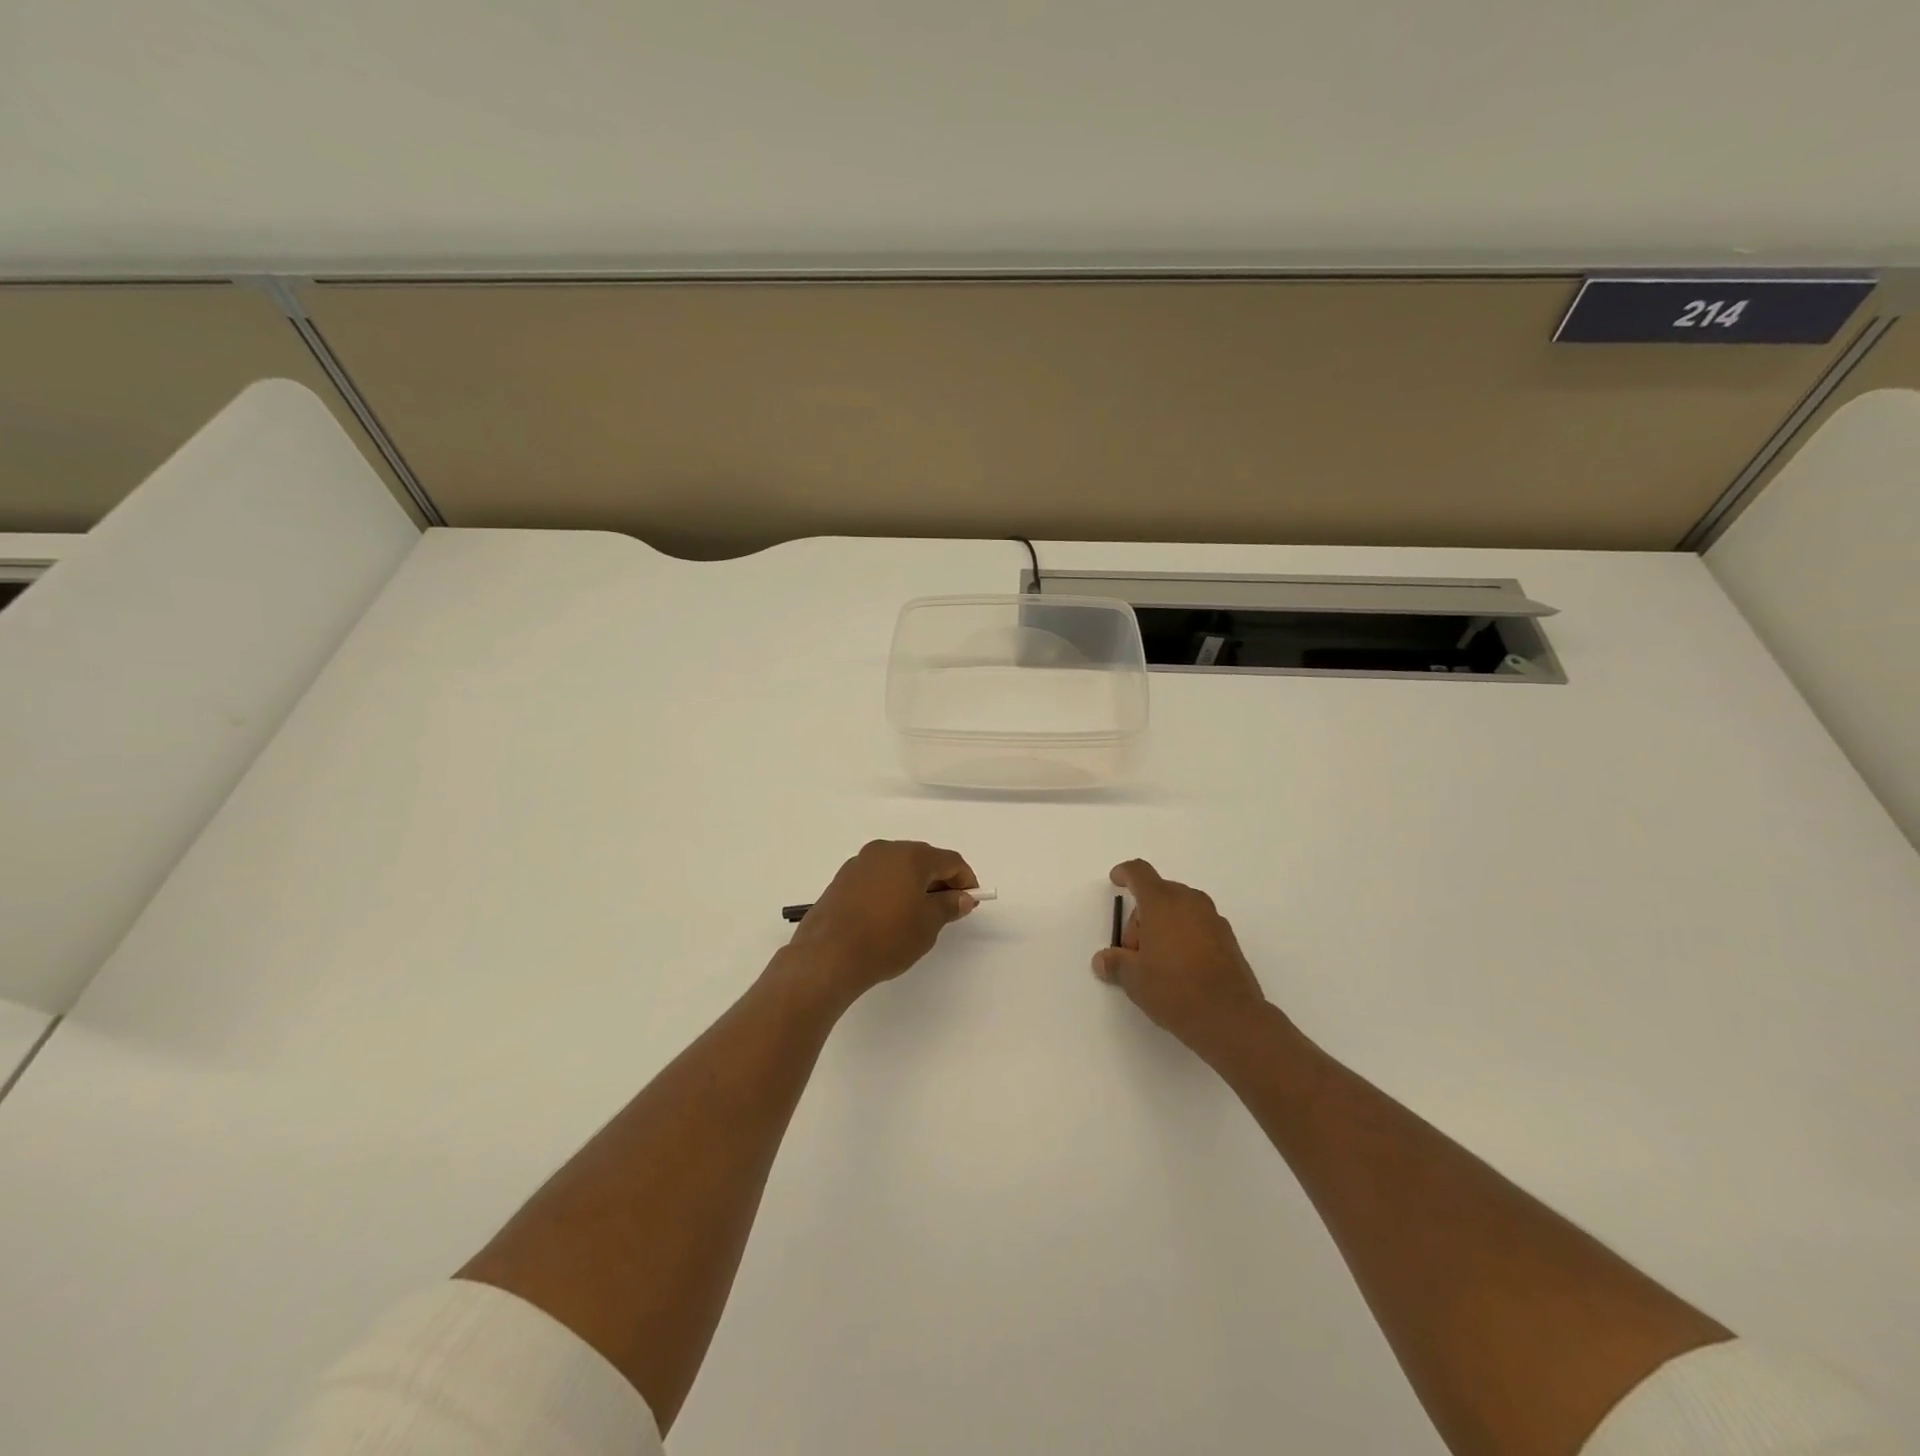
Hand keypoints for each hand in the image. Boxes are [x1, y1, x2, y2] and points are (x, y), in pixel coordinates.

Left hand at [787, 840, 978, 998]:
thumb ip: (948, 906)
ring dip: (914, 883)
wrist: (828, 955)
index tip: (970, 900)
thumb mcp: (927, 925)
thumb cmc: (886, 938)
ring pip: (898, 866)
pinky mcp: (843, 878)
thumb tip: (961, 897)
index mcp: (910, 856)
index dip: (965, 878)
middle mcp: (885, 850)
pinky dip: (892, 888)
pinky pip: (878, 876)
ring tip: (919, 913)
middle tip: (948, 907)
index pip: (949, 860)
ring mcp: (861, 862)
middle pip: (923, 859)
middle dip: (939, 880)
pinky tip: (891, 914)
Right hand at [1092, 860, 1269, 1050]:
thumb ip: (1115, 963)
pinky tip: (1180, 968)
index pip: (1139, 872)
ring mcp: (1213, 919)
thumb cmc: (1174, 989)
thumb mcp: (1134, 979)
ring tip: (1157, 962)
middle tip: (1134, 951)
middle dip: (1142, 915)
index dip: (1125, 873)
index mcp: (1162, 903)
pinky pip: (1198, 925)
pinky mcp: (1228, 939)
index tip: (1116, 880)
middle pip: (1159, 893)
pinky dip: (1184, 936)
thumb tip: (1103, 960)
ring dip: (1164, 925)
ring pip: (1180, 909)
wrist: (1231, 1018)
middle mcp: (1190, 902)